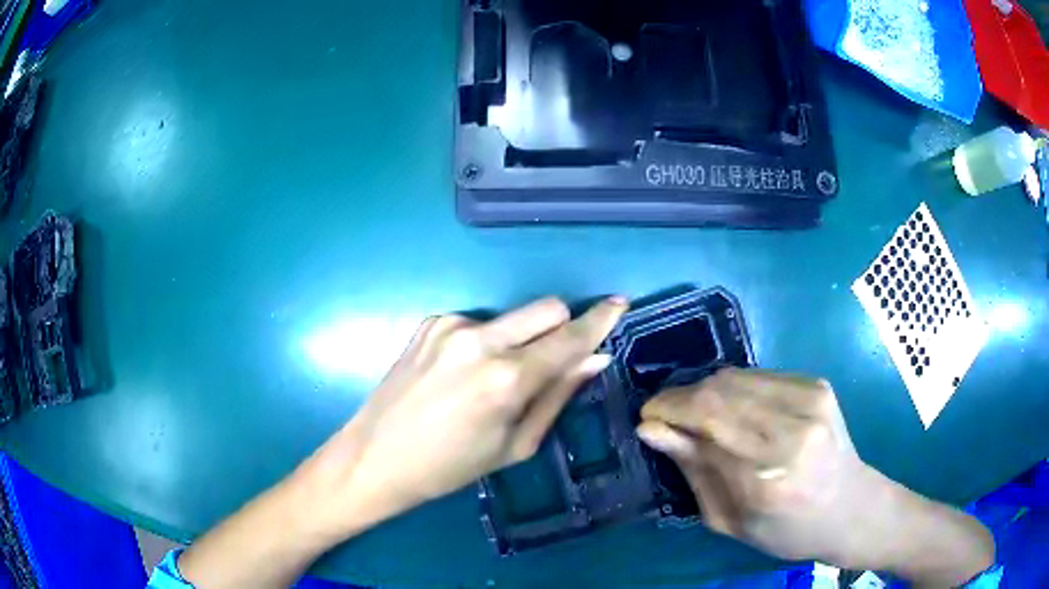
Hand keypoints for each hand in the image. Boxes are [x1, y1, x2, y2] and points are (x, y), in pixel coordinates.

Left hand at [300, 296, 627, 535]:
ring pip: (513, 315)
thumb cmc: (450, 467)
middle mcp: (480, 340)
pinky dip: (488, 341)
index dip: (599, 320)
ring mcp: (451, 325)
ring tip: (496, 378)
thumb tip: (595, 359)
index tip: (619, 305)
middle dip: (563, 326)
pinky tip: (464, 373)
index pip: (569, 337)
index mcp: (506, 379)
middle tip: (554, 360)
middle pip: (547, 308)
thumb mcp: (514, 445)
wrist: (375, 457)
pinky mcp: (431, 322)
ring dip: (522, 338)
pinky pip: (479, 322)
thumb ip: (558, 396)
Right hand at [636, 369, 992, 584]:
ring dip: (706, 391)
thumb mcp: (729, 520)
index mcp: (768, 478)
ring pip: (736, 377)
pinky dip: (735, 389)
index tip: (647, 418)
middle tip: (667, 416)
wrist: (851, 508)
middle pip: (718, 391)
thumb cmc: (786, 531)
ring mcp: (810, 401)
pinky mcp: (817, 385)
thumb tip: (652, 431)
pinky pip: (760, 375)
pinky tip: (734, 409)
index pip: (705, 422)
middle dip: (681, 398)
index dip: (667, 411)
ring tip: (697, 413)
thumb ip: (693, 471)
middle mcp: (792, 431)